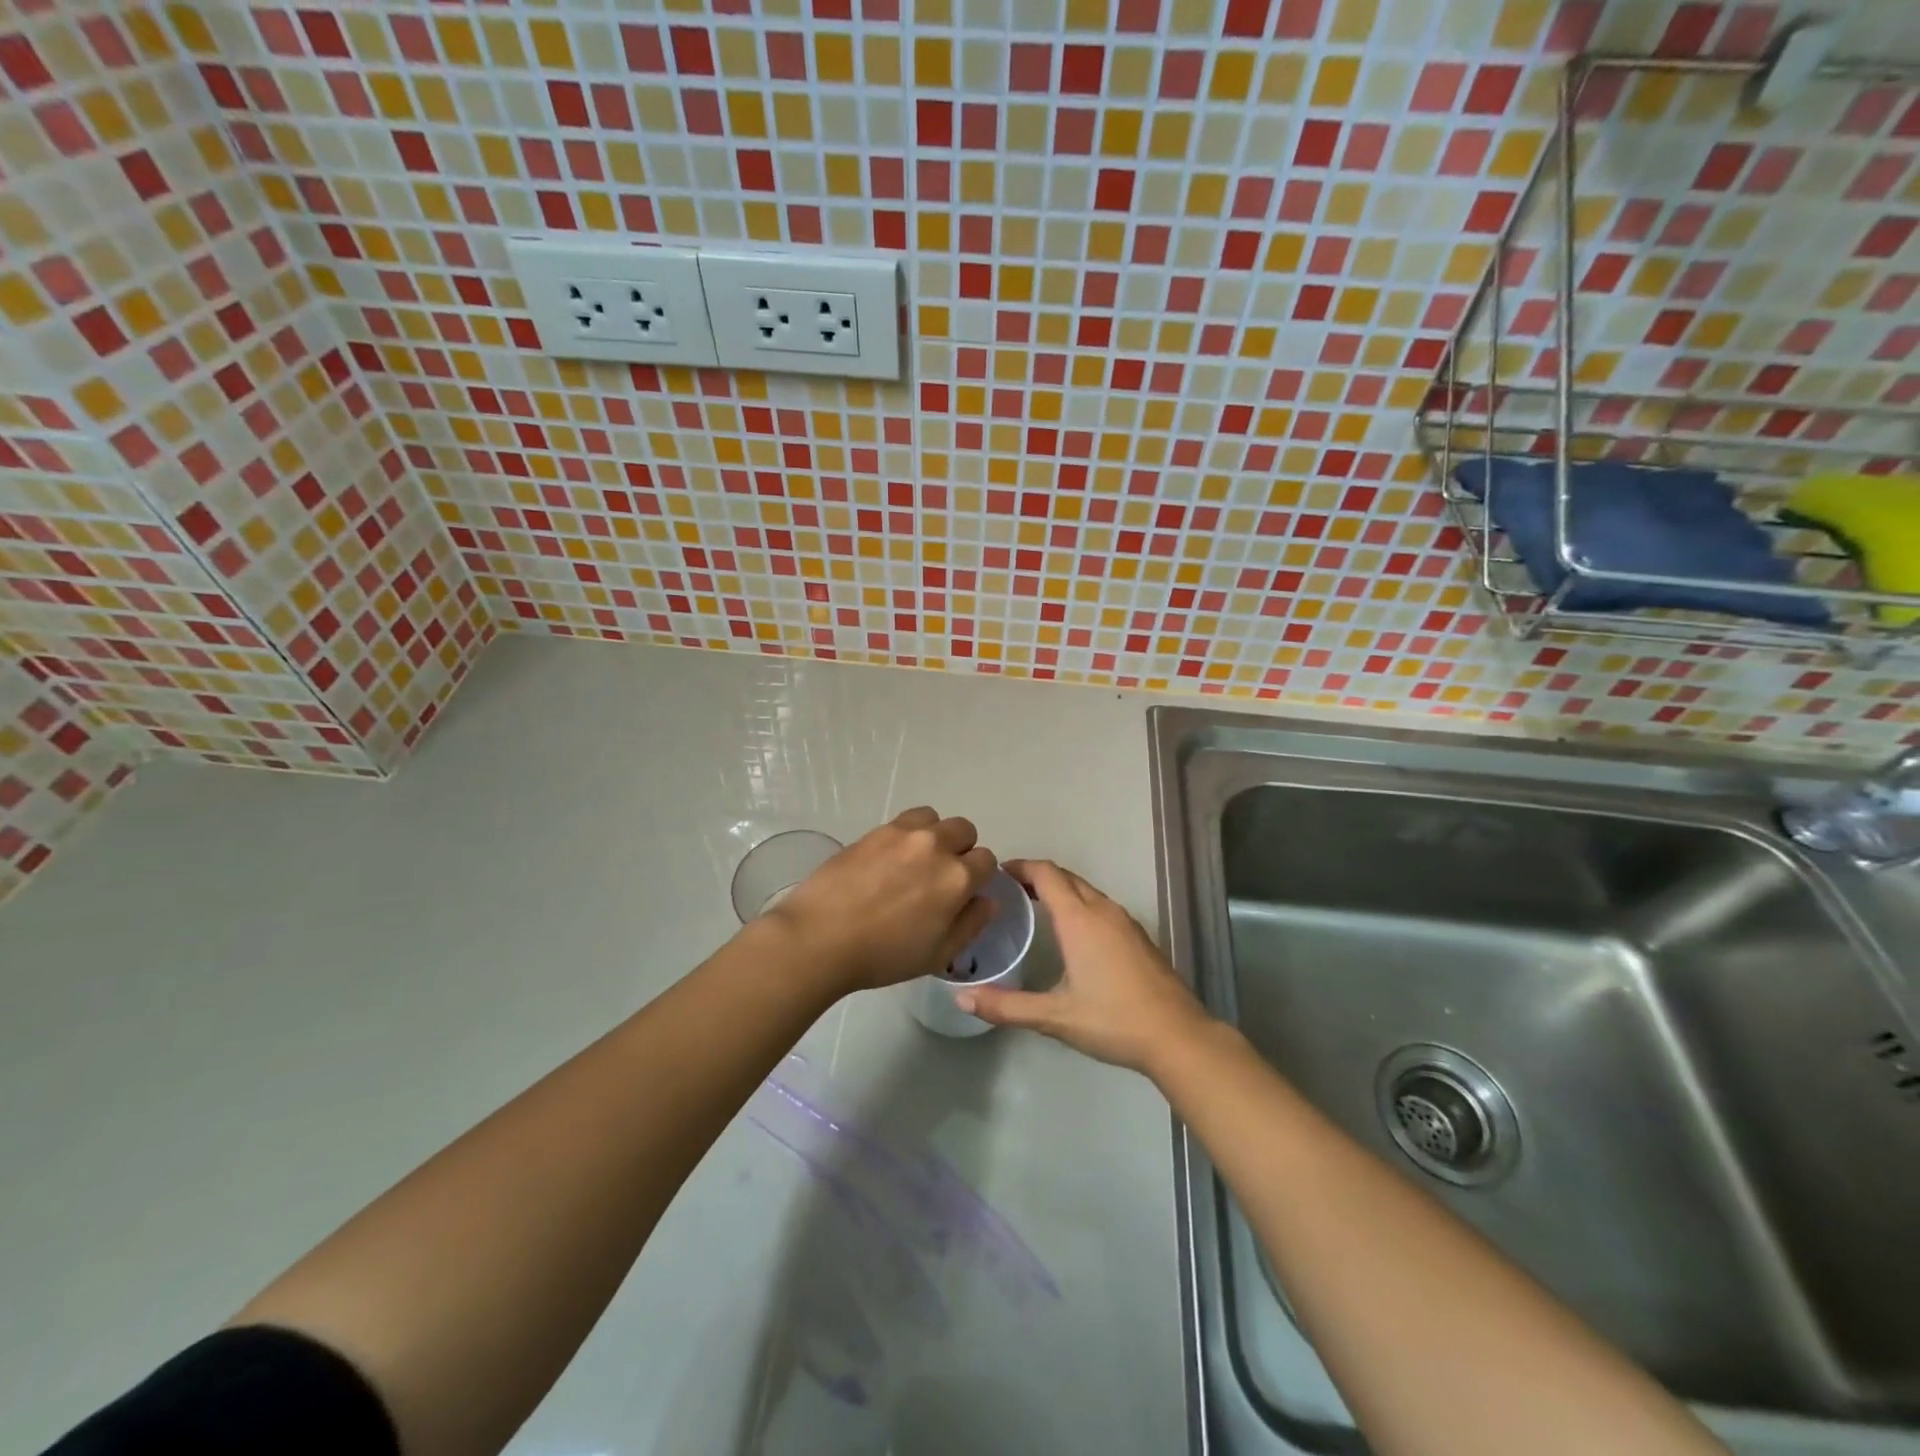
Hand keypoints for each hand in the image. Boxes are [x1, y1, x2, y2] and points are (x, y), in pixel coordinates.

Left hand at [763, 807, 997, 994]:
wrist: (821, 937)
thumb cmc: (883, 955)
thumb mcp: (938, 954)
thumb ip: (971, 924)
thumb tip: (988, 900)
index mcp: (957, 878)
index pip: (987, 861)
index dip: (979, 877)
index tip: (962, 893)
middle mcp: (936, 846)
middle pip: (965, 830)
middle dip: (961, 850)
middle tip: (940, 876)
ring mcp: (904, 833)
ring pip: (935, 819)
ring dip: (935, 835)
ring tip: (916, 860)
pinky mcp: (876, 830)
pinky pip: (906, 820)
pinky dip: (909, 832)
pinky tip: (890, 858)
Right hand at [954, 859, 1214, 1073]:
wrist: (1177, 1036)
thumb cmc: (1113, 1020)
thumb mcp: (1054, 1017)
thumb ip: (1006, 1007)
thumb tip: (961, 999)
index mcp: (1079, 919)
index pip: (1046, 874)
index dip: (1020, 867)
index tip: (997, 874)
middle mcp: (1102, 910)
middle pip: (1066, 877)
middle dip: (1036, 876)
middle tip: (1008, 891)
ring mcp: (1125, 921)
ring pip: (1086, 890)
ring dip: (1059, 890)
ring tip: (1033, 907)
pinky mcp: (1138, 936)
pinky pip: (1101, 905)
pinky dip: (1079, 905)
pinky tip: (1071, 934)